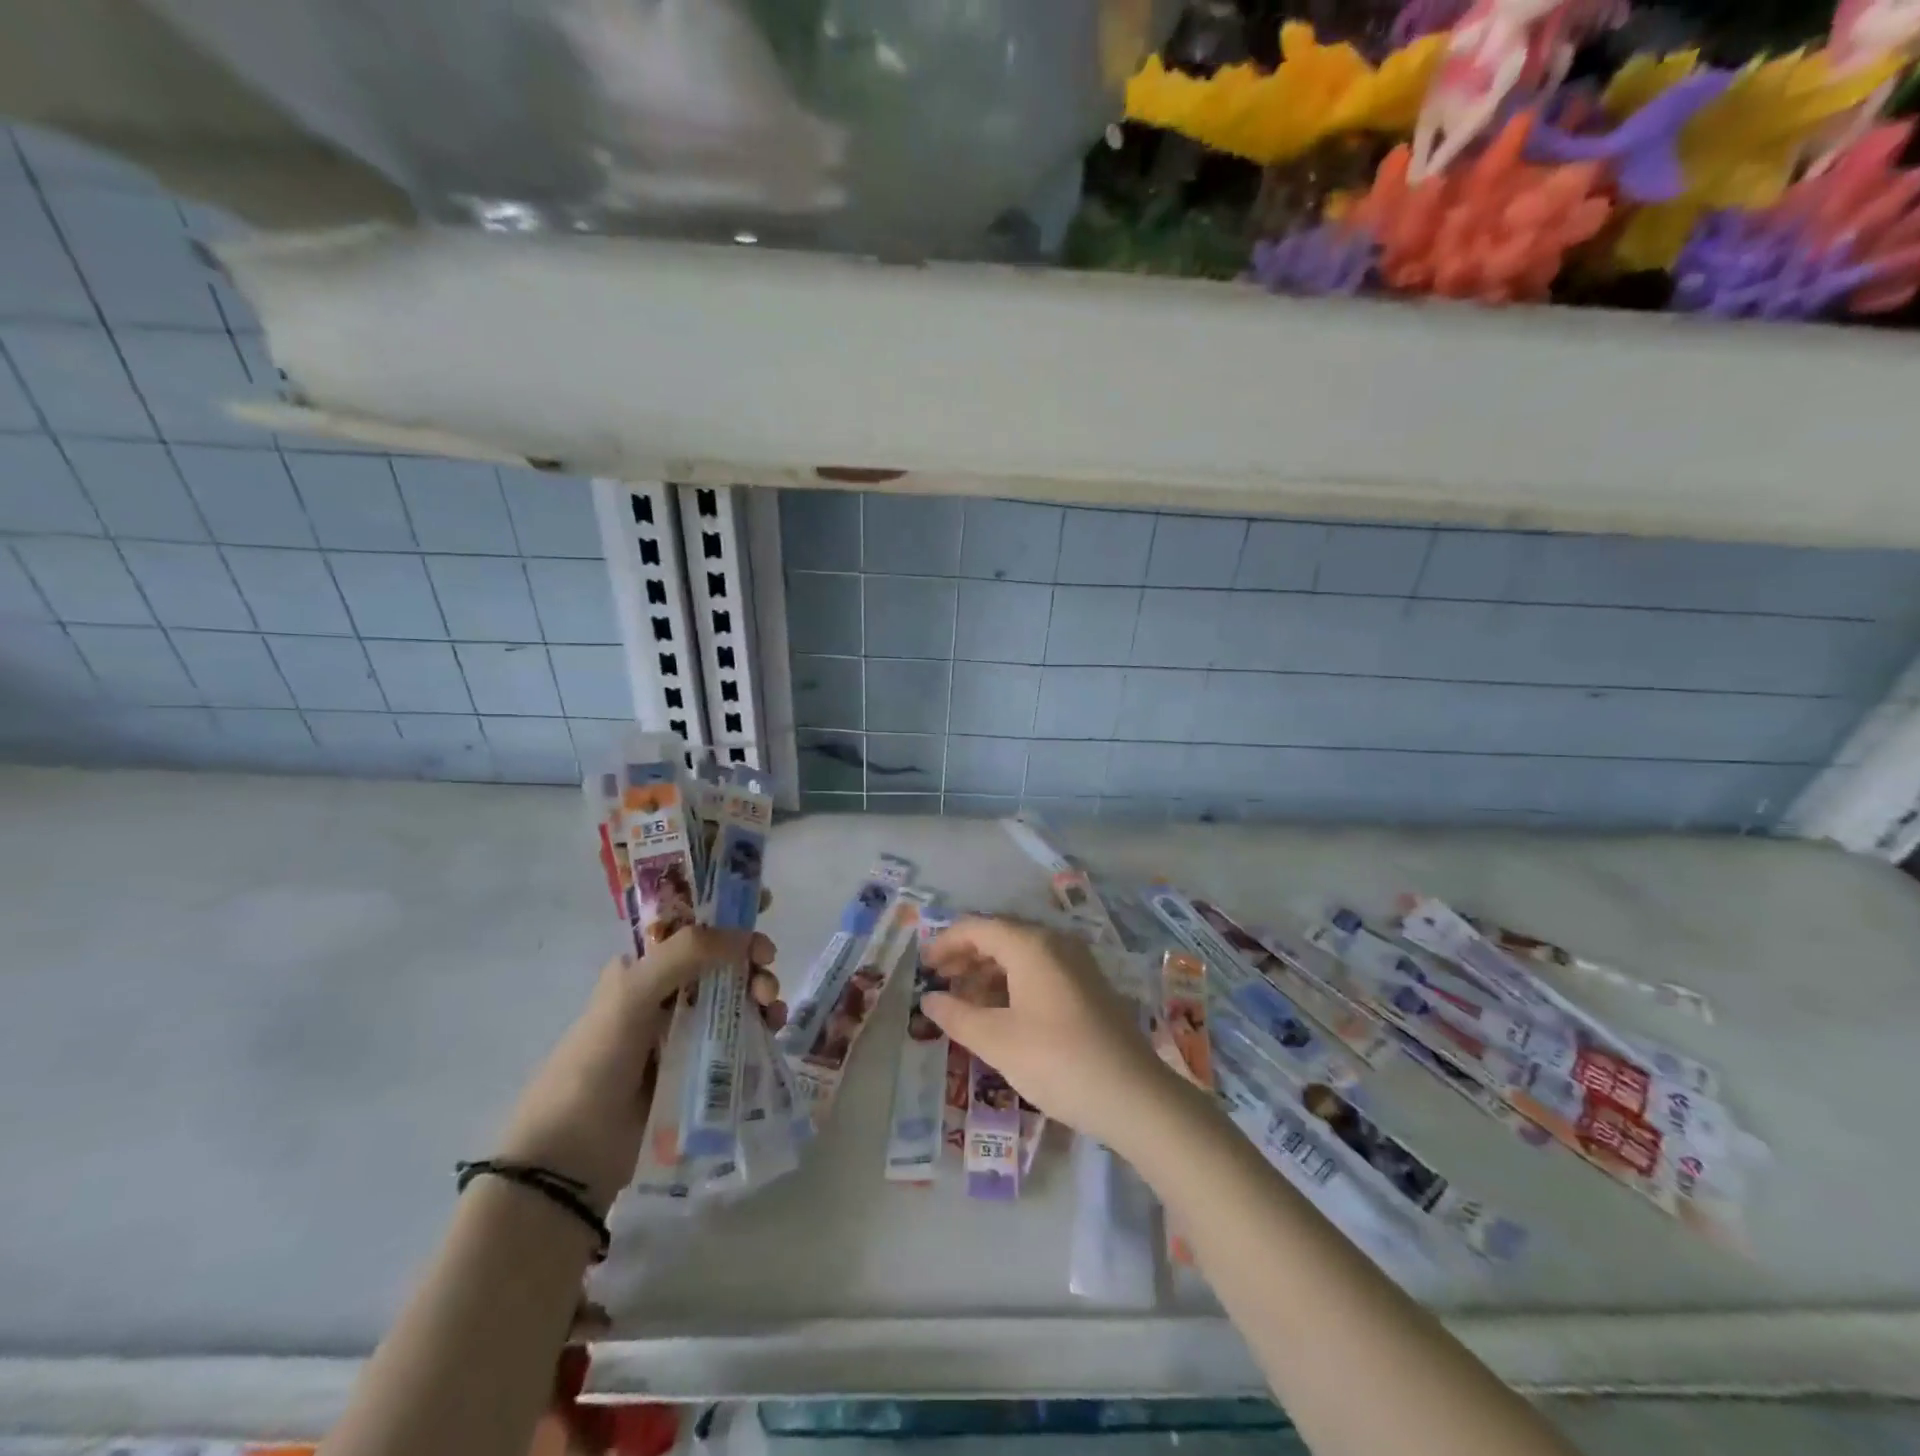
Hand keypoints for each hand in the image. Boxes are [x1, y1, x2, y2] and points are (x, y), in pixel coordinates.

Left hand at [498, 924, 778, 1211]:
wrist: (573, 1152)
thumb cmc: (596, 1059)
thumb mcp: (633, 992)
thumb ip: (687, 954)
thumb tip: (745, 937)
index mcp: (643, 967)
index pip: (692, 926)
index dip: (727, 912)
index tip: (765, 902)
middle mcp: (666, 993)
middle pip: (723, 961)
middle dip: (751, 957)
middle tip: (767, 966)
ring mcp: (685, 1031)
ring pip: (737, 996)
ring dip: (761, 990)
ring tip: (771, 1005)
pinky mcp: (701, 1067)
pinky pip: (741, 1035)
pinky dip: (762, 1025)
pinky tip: (773, 1028)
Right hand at [921, 917, 1178, 1154]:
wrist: (1133, 1095)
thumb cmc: (1057, 1061)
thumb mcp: (997, 1041)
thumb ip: (956, 1016)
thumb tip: (929, 1000)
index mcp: (1030, 945)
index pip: (977, 928)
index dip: (945, 943)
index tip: (923, 967)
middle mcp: (1055, 943)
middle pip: (1000, 937)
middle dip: (966, 957)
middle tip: (939, 983)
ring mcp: (1076, 963)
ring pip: (1021, 955)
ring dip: (988, 972)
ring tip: (964, 1002)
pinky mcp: (1088, 986)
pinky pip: (1040, 970)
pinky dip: (1012, 983)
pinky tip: (1000, 1012)